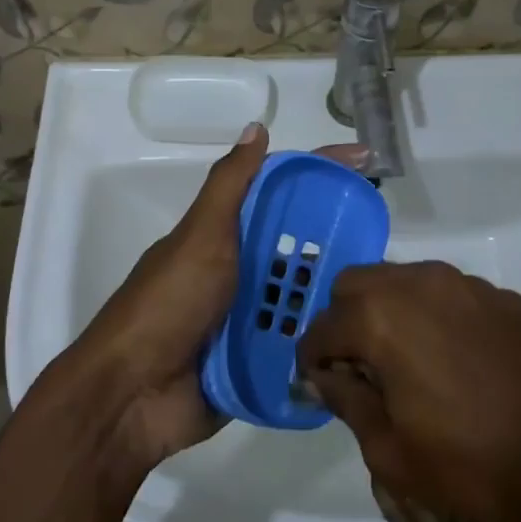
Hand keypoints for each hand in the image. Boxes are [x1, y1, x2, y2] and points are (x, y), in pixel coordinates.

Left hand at [69, 124, 366, 471]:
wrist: (133, 394)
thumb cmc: (169, 304)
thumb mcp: (200, 236)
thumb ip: (230, 186)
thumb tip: (257, 127)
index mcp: (226, 236)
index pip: (280, 192)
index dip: (320, 172)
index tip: (366, 162)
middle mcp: (240, 272)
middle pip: (298, 245)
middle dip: (339, 238)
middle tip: (387, 238)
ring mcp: (248, 318)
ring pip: (304, 295)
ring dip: (337, 292)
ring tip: (386, 291)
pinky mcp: (257, 362)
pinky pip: (299, 344)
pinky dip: (325, 340)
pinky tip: (365, 338)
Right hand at [299, 262, 520, 521]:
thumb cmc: (474, 465)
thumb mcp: (392, 451)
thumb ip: (347, 403)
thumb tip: (321, 378)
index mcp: (379, 318)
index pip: (321, 329)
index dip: (312, 360)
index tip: (320, 386)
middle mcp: (417, 284)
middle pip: (356, 284)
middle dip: (345, 320)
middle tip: (360, 368)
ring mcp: (465, 285)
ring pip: (404, 281)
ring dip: (389, 311)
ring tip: (407, 361)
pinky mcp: (504, 297)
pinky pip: (449, 294)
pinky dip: (434, 316)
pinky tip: (456, 360)